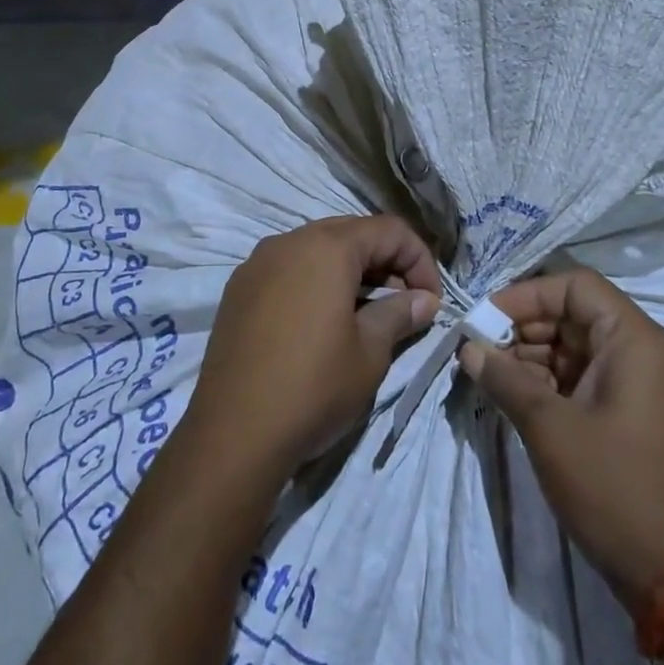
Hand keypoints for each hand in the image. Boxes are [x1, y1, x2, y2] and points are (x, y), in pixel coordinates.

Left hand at [189, 215, 441, 475]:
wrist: (232, 434)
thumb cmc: (313, 387)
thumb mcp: (370, 353)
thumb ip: (399, 314)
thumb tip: (423, 300)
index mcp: (327, 247)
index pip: (389, 230)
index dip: (420, 260)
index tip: (431, 302)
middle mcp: (289, 241)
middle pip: (351, 233)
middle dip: (385, 262)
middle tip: (404, 304)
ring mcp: (257, 263)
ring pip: (316, 249)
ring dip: (350, 272)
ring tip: (366, 313)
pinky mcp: (238, 290)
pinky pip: (288, 269)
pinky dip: (315, 282)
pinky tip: (322, 321)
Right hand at [458, 265, 663, 608]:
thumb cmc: (614, 488)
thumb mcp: (548, 428)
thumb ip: (504, 378)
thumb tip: (468, 348)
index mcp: (634, 340)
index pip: (575, 287)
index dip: (526, 296)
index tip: (486, 320)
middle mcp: (645, 352)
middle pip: (576, 315)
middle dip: (525, 328)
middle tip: (482, 352)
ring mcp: (644, 386)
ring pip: (579, 348)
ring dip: (535, 357)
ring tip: (494, 378)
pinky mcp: (638, 417)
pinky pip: (589, 379)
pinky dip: (554, 382)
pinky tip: (519, 400)